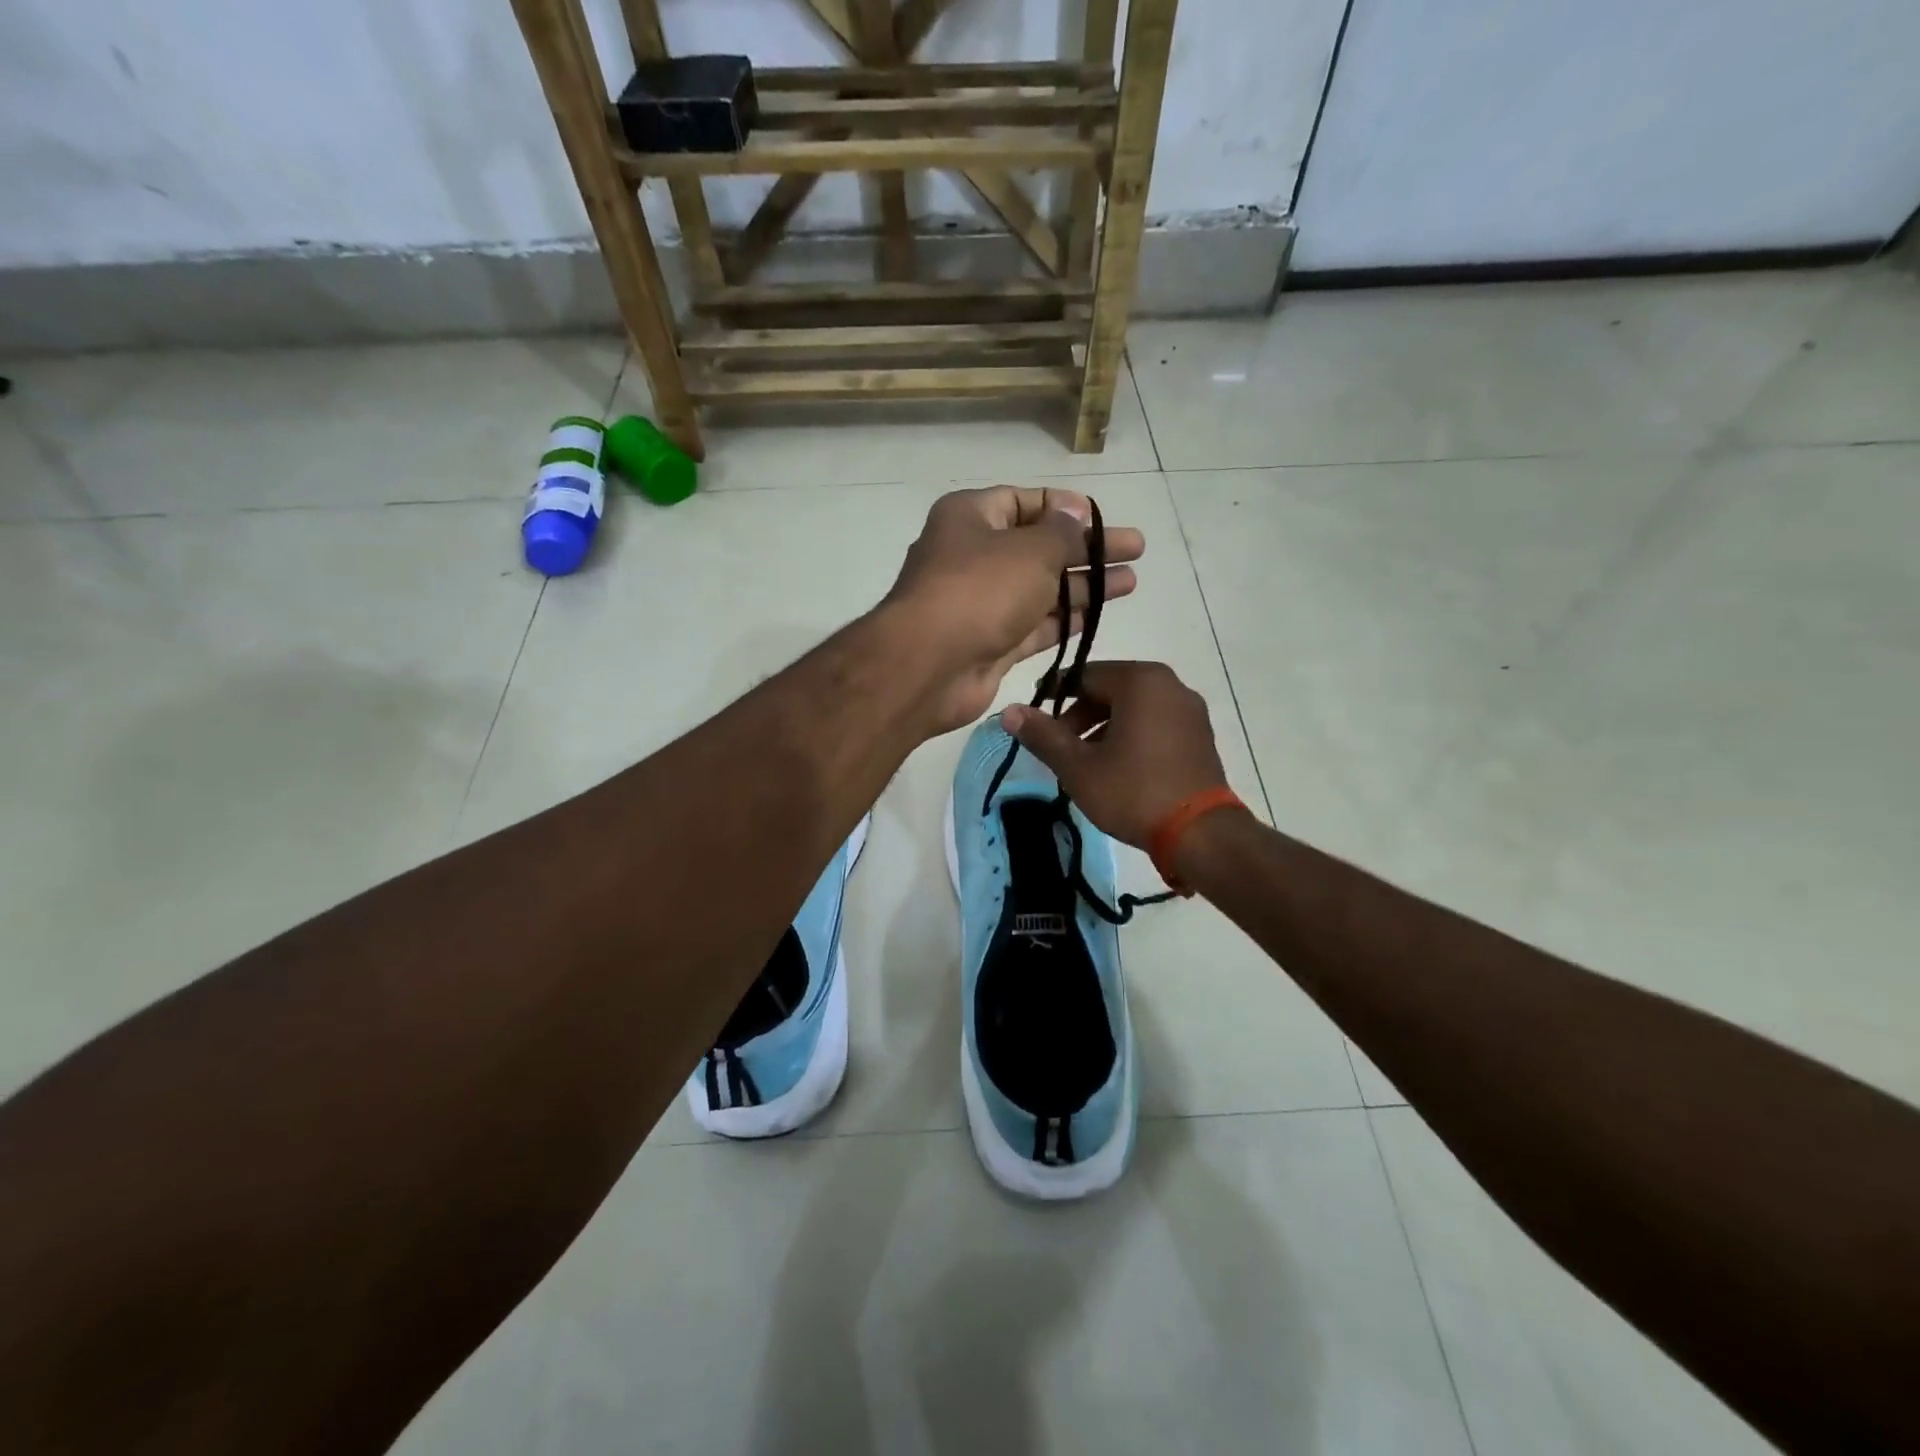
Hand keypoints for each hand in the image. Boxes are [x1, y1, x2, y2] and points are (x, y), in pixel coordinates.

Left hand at [882, 486, 1143, 732]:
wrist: (929, 666)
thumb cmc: (980, 590)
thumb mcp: (1031, 550)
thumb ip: (1061, 533)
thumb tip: (1073, 513)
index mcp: (970, 518)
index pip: (1023, 501)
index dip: (1064, 507)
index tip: (1102, 519)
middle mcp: (973, 556)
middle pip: (1039, 547)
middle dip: (1086, 549)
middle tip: (1135, 549)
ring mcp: (980, 604)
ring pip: (1040, 589)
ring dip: (1083, 586)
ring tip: (1130, 582)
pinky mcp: (990, 644)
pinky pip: (1034, 626)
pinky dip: (1064, 620)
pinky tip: (1099, 616)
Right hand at [1000, 661, 1230, 847]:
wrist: (1201, 834)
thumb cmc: (1134, 792)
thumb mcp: (1078, 766)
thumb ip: (1043, 735)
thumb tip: (1009, 711)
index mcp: (1141, 681)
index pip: (1084, 675)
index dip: (1054, 696)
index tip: (1036, 722)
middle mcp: (1170, 684)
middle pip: (1110, 689)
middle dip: (1079, 715)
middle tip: (1059, 747)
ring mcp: (1190, 710)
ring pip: (1133, 707)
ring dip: (1104, 727)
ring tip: (1085, 762)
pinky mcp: (1200, 735)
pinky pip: (1156, 722)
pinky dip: (1131, 735)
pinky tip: (1118, 767)